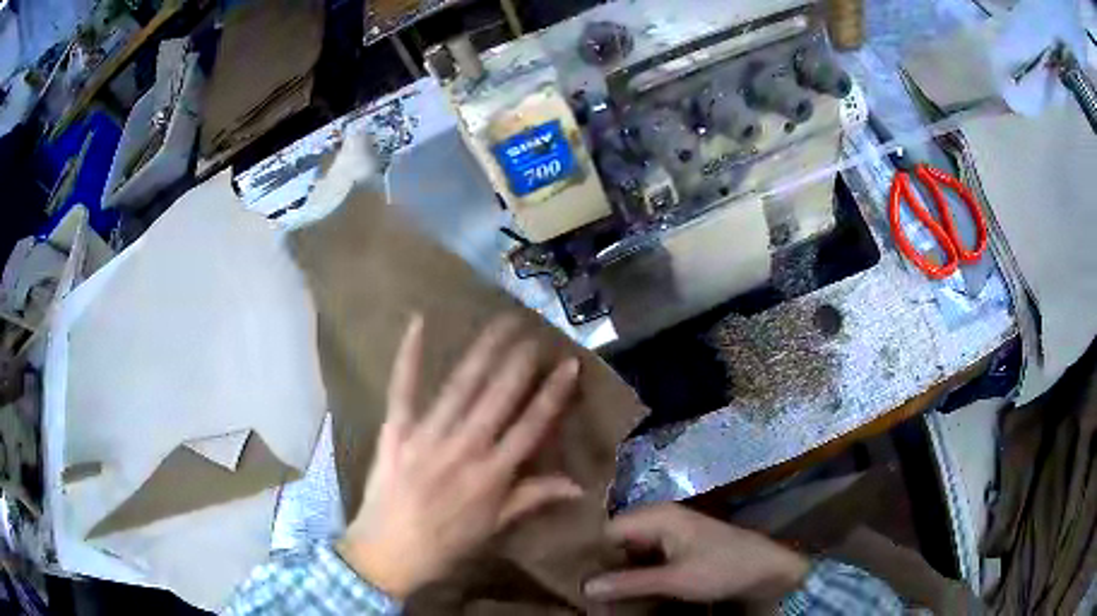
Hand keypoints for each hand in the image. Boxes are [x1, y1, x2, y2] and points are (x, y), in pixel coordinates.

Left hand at [338, 315, 583, 598]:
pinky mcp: (395, 431)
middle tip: (534, 331)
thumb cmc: (445, 544)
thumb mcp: (494, 527)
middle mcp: (464, 448)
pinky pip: (403, 388)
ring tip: (501, 323)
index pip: (531, 426)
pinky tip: (418, 323)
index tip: (568, 364)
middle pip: (499, 397)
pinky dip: (409, 356)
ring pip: (462, 387)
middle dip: (519, 362)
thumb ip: (533, 498)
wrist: (387, 552)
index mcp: (492, 474)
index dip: (553, 394)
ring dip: (483, 352)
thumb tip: (578, 485)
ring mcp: (427, 436)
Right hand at [583, 503, 808, 602]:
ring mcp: (670, 531)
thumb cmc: (722, 568)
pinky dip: (635, 570)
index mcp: (658, 515)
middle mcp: (660, 517)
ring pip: (630, 548)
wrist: (767, 569)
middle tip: (586, 590)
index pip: (606, 529)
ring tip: (601, 593)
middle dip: (602, 562)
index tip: (573, 577)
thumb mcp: (675, 580)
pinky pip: (645, 555)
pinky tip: (626, 589)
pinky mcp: (678, 546)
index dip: (590, 552)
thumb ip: (629, 582)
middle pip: (616, 537)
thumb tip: (584, 586)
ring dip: (618, 569)